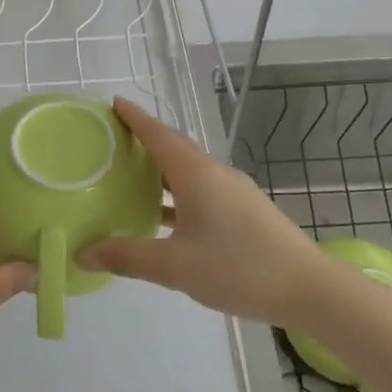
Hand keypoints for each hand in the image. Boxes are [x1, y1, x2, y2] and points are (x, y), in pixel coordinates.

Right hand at [78, 97, 331, 331]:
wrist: (308, 288)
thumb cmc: (238, 268)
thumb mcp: (175, 265)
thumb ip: (128, 257)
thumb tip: (83, 253)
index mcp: (197, 175)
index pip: (159, 135)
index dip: (135, 118)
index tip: (113, 103)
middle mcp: (215, 175)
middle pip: (174, 148)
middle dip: (144, 141)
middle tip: (112, 142)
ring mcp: (234, 193)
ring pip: (189, 173)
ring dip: (160, 172)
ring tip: (129, 178)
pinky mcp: (245, 212)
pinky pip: (202, 192)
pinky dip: (177, 195)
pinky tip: (164, 217)